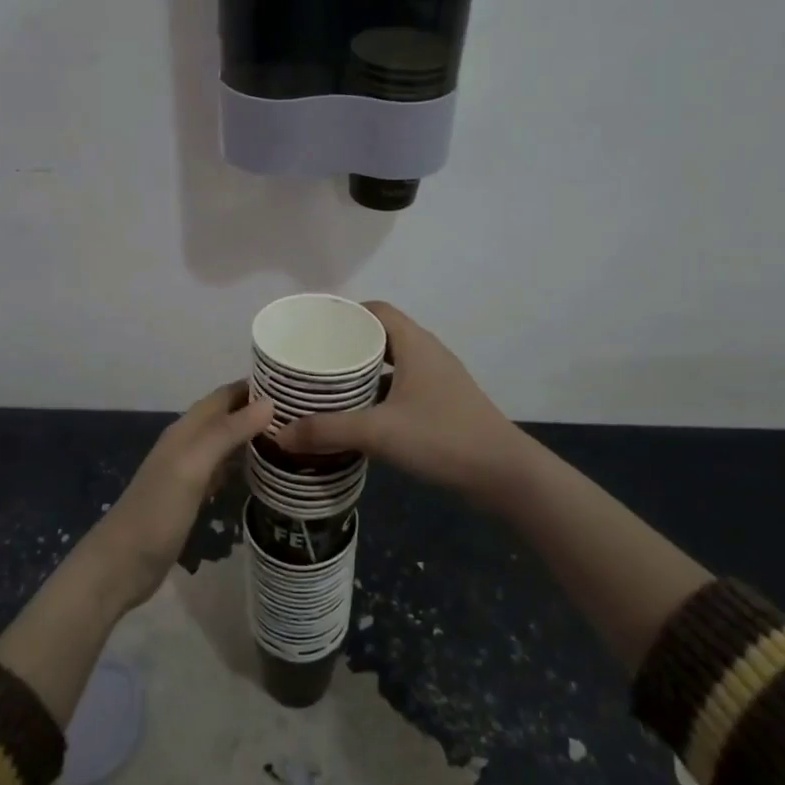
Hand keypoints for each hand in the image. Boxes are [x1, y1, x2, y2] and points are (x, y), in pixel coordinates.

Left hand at [85, 382, 273, 610]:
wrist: (122, 564)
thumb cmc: (157, 512)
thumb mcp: (193, 467)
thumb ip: (228, 433)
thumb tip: (270, 402)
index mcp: (187, 429)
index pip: (225, 394)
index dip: (255, 386)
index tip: (294, 386)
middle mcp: (188, 443)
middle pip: (227, 416)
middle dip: (259, 410)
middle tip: (302, 414)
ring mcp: (189, 471)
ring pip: (227, 442)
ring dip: (254, 436)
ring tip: (293, 439)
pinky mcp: (193, 497)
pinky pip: (224, 469)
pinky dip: (244, 464)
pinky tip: (266, 472)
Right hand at [272, 302, 533, 509]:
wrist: (504, 474)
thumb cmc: (443, 438)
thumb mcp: (379, 433)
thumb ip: (328, 431)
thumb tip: (280, 435)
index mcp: (415, 344)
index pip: (376, 310)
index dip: (344, 314)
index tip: (312, 328)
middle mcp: (427, 354)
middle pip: (381, 335)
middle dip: (346, 345)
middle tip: (311, 359)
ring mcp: (438, 380)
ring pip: (392, 364)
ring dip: (362, 372)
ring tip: (326, 386)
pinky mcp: (443, 405)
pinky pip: (402, 387)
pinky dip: (378, 394)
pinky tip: (358, 415)